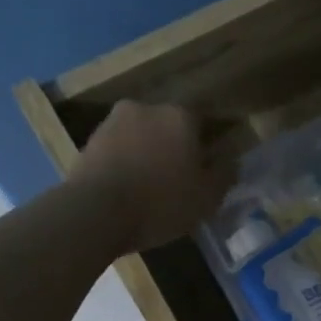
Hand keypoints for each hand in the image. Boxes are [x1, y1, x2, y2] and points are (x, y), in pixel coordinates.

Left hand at [72, 103, 238, 252]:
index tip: (208, 168)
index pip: (204, 122)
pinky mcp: (89, 141)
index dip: (208, 146)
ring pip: (141, 137)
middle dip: (175, 148)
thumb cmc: (160, 203)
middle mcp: (146, 108)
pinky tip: (128, 190)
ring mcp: (113, 122)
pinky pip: (118, 151)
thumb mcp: (206, 198)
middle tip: (179, 179)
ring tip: (150, 188)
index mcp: (180, 116)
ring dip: (148, 155)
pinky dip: (125, 165)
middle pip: (169, 127)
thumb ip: (224, 175)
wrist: (95, 212)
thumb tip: (231, 161)